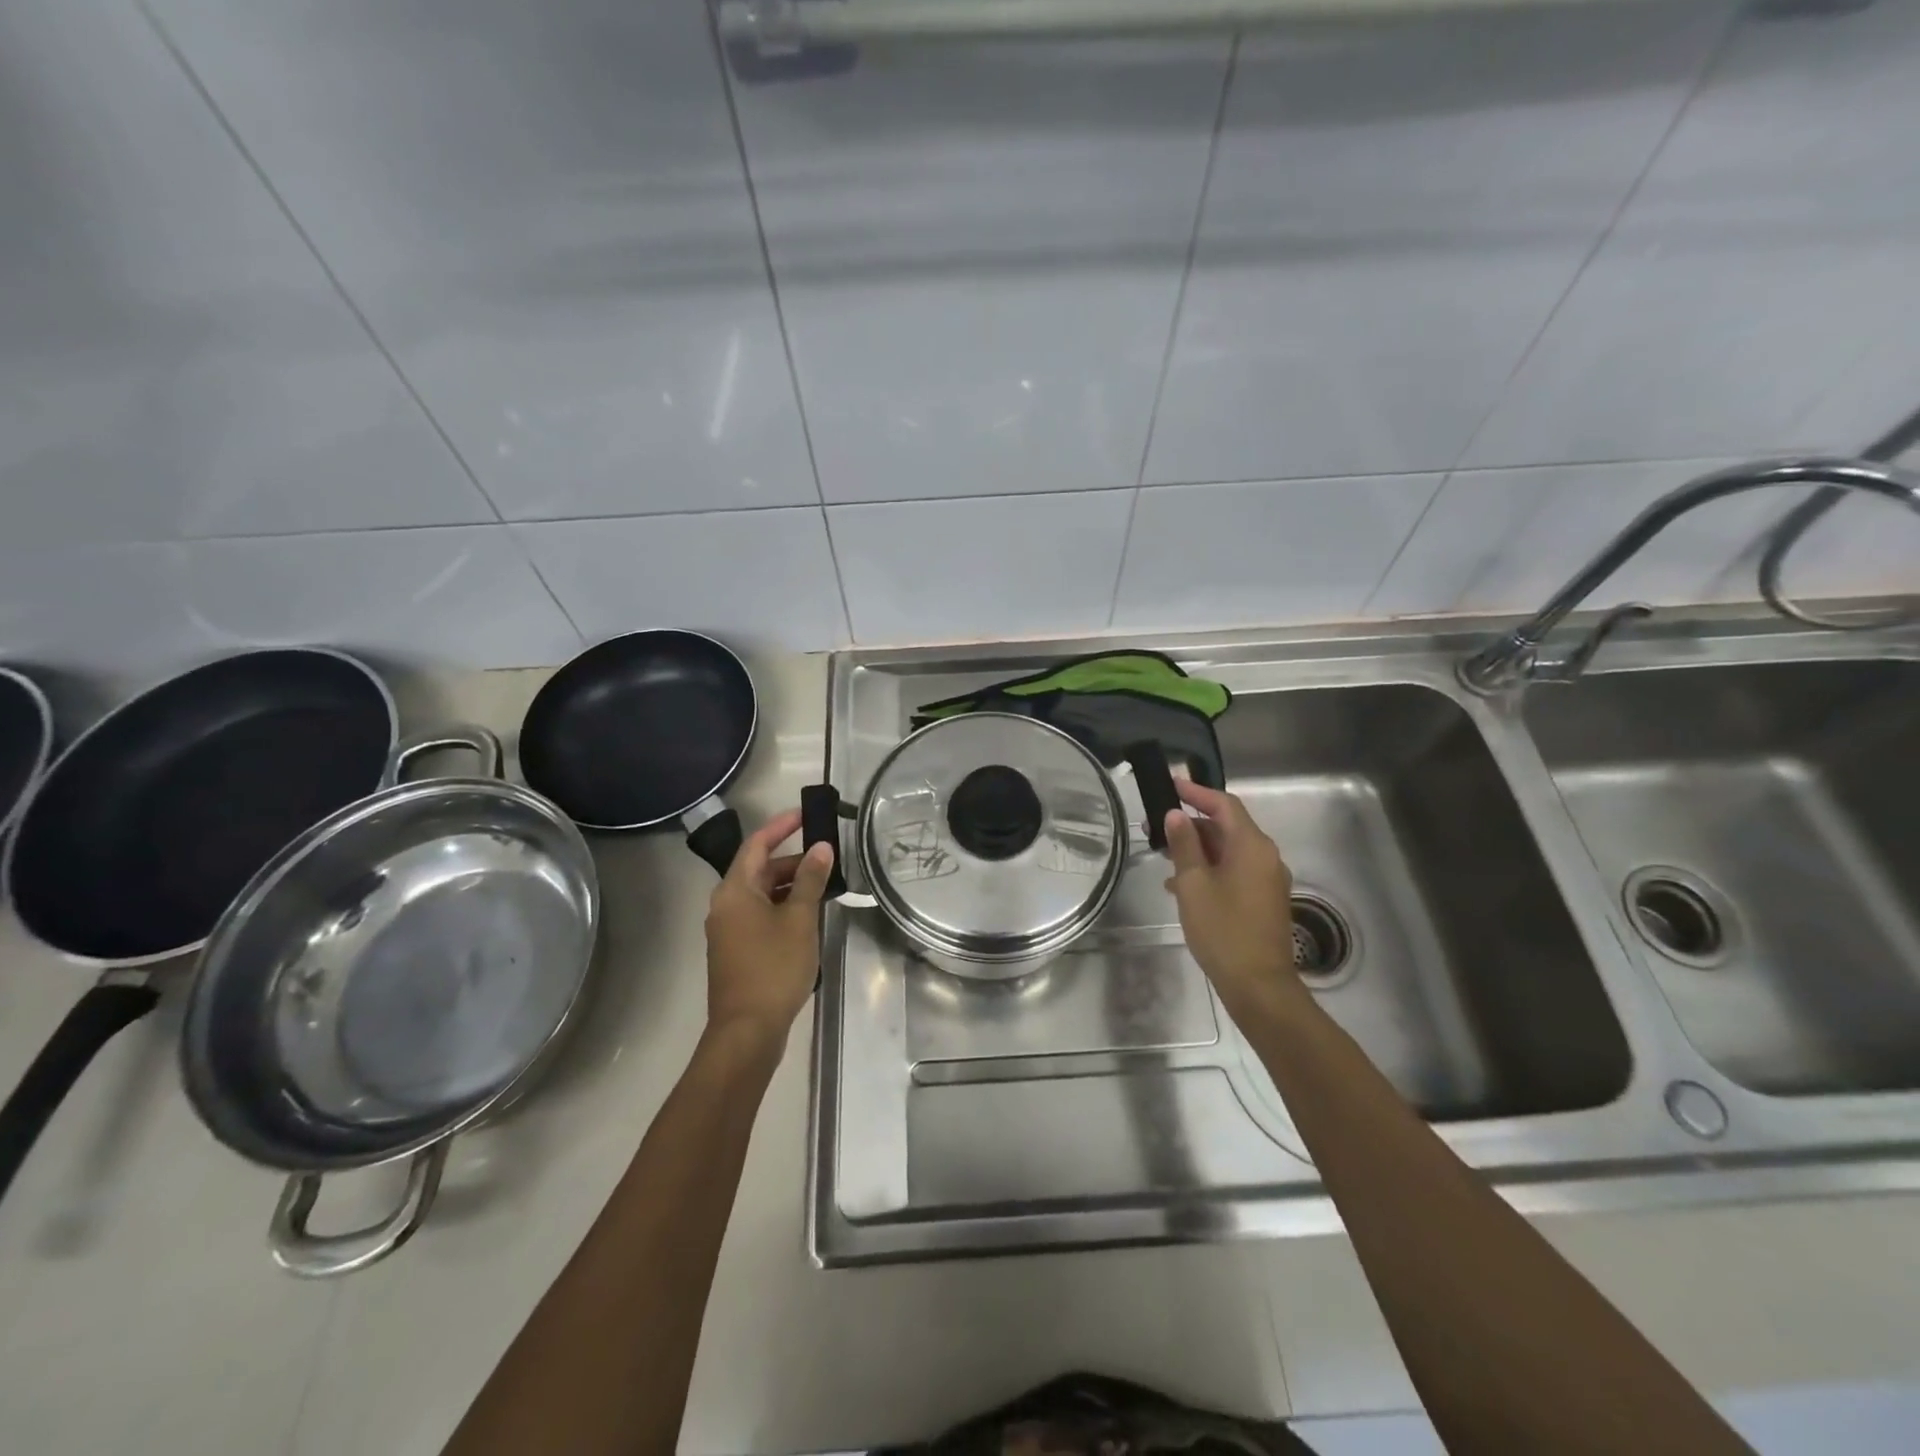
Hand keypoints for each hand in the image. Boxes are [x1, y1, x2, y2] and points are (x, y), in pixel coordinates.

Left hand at [704, 809, 835, 1054]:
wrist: (747, 1030)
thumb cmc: (773, 968)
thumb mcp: (800, 919)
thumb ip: (810, 880)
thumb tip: (821, 848)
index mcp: (735, 890)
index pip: (757, 844)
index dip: (782, 826)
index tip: (806, 814)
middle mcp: (725, 904)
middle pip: (759, 869)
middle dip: (793, 860)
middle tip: (828, 857)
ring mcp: (728, 929)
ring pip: (761, 894)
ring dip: (791, 885)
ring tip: (825, 885)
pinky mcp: (736, 950)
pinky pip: (760, 914)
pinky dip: (783, 906)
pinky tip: (809, 916)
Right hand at [1162, 781, 1301, 1015]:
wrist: (1258, 984)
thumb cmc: (1222, 929)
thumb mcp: (1193, 884)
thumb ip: (1184, 845)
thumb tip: (1176, 815)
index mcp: (1252, 846)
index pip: (1224, 805)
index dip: (1197, 792)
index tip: (1171, 784)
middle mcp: (1265, 856)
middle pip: (1227, 827)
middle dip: (1192, 823)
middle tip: (1157, 826)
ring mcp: (1267, 879)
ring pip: (1229, 850)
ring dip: (1198, 848)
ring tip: (1164, 854)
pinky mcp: (1264, 899)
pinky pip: (1234, 871)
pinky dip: (1210, 868)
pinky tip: (1181, 884)